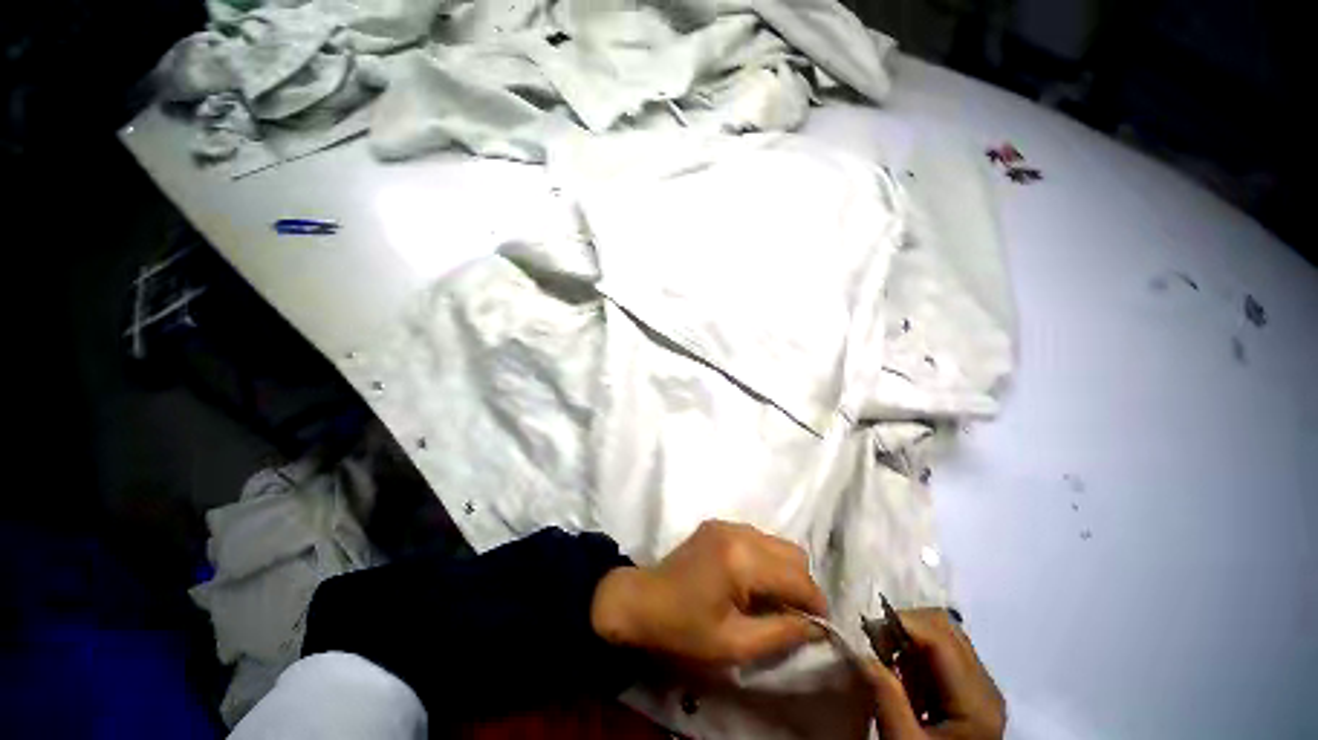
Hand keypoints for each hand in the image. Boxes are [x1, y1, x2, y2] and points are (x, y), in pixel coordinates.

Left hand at [591, 520, 826, 666]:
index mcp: (742, 559)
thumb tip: (818, 626)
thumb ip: (781, 633)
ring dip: (784, 570)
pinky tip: (751, 581)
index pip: (797, 577)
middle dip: (802, 584)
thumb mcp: (734, 644)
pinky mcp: (718, 524)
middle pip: (793, 552)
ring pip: (777, 542)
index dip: (816, 603)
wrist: (642, 600)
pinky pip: (757, 537)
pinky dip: (765, 559)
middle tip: (793, 614)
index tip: (819, 627)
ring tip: (771, 599)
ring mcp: (727, 523)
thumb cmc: (685, 629)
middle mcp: (738, 532)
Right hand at [863, 610, 1005, 738]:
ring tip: (887, 659)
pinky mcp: (972, 691)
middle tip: (875, 645)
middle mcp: (986, 686)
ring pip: (943, 634)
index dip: (900, 623)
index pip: (939, 636)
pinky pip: (944, 651)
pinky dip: (917, 652)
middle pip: (944, 627)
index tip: (867, 632)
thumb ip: (885, 697)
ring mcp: (981, 687)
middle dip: (903, 626)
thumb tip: (859, 651)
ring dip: (909, 637)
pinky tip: (904, 674)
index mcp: (977, 700)